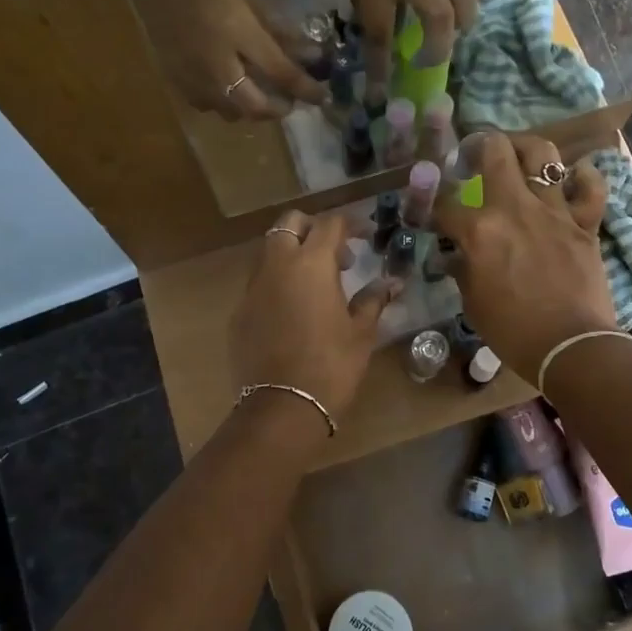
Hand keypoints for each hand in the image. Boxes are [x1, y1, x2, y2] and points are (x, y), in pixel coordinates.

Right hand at [129, 0, 327, 120]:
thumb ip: (277, 29)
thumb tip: (309, 53)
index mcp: (239, 35)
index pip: (281, 74)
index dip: (306, 90)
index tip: (323, 98)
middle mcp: (216, 63)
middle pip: (253, 107)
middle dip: (277, 109)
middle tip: (289, 102)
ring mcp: (191, 73)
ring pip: (228, 112)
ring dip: (249, 109)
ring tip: (260, 95)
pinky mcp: (173, 75)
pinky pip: (204, 103)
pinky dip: (222, 103)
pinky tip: (228, 88)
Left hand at [232, 210, 399, 429]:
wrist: (282, 407)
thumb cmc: (331, 365)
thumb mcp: (361, 332)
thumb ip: (373, 299)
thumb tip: (392, 282)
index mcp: (311, 263)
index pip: (330, 224)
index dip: (350, 225)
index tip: (365, 236)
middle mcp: (277, 265)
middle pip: (290, 223)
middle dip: (313, 228)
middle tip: (336, 255)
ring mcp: (252, 287)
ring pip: (269, 250)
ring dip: (292, 253)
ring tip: (315, 283)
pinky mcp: (239, 311)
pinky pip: (258, 282)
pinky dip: (277, 282)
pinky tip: (292, 310)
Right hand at [434, 132, 613, 380]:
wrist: (571, 346)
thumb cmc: (513, 331)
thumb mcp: (473, 304)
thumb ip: (462, 271)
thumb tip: (455, 256)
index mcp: (479, 230)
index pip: (446, 205)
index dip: (435, 208)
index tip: (435, 214)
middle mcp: (515, 208)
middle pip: (494, 151)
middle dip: (478, 145)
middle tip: (473, 155)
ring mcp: (554, 211)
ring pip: (543, 154)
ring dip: (526, 147)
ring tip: (518, 154)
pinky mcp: (585, 222)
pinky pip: (591, 186)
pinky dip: (584, 177)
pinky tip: (573, 177)